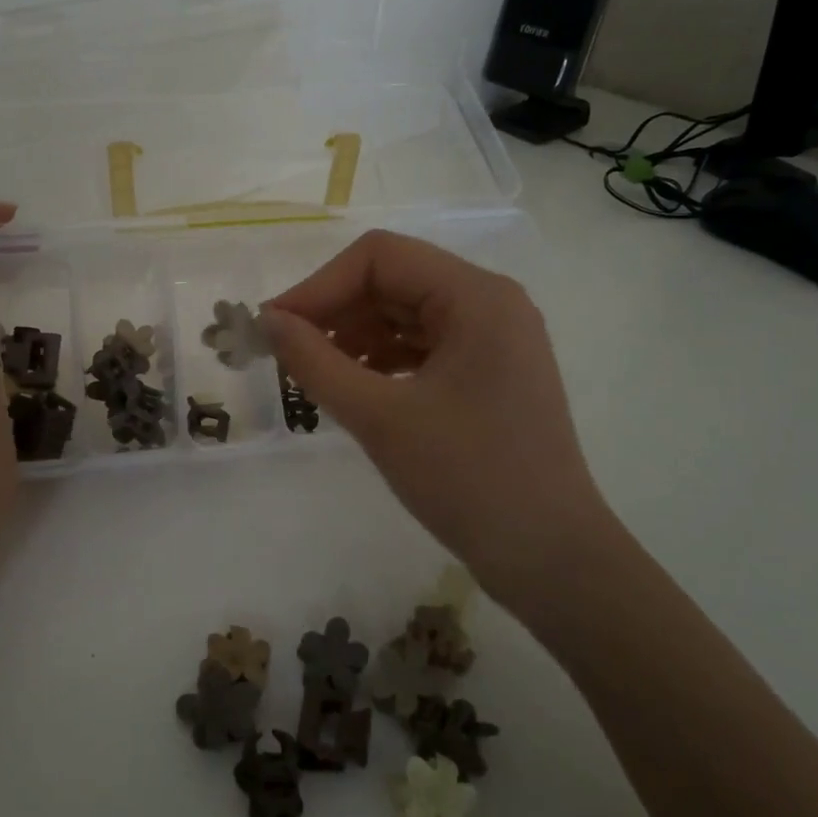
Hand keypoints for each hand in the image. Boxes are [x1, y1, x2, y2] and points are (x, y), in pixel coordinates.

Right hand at [262, 230, 616, 609]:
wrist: (549, 558)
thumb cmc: (467, 480)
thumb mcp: (379, 417)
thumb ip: (315, 361)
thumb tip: (268, 321)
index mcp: (476, 297)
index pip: (380, 258)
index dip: (319, 286)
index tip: (274, 328)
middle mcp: (490, 303)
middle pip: (394, 280)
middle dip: (335, 311)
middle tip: (286, 353)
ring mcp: (494, 338)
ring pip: (405, 313)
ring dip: (355, 335)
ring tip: (314, 373)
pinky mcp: (489, 372)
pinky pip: (423, 345)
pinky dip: (381, 358)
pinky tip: (352, 387)